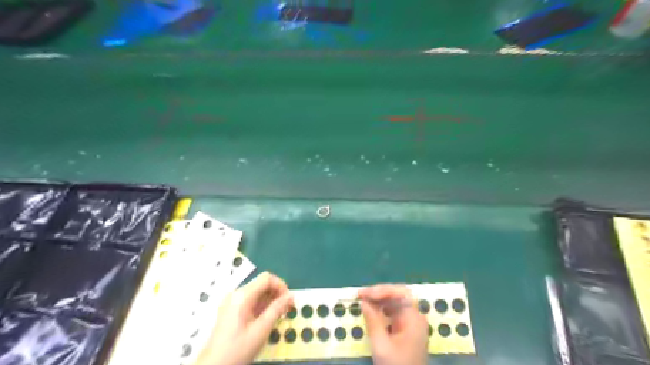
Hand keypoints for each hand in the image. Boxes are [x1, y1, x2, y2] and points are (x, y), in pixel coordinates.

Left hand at [195, 272, 291, 362]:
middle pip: (261, 284)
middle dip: (277, 294)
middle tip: (287, 309)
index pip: (266, 278)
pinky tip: (267, 320)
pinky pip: (250, 302)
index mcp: (242, 295)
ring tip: (279, 315)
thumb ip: (277, 309)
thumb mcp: (262, 329)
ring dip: (270, 301)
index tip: (289, 300)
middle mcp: (236, 294)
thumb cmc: (238, 348)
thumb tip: (290, 295)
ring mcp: (232, 302)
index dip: (281, 285)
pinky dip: (262, 307)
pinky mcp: (230, 311)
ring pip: (257, 293)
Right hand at [357, 286, 429, 364]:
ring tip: (363, 300)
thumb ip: (373, 321)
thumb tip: (364, 301)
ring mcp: (411, 322)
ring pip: (395, 302)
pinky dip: (382, 308)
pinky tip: (371, 309)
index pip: (400, 293)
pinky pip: (394, 311)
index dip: (382, 290)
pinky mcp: (406, 329)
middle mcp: (415, 316)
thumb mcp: (381, 345)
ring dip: (378, 299)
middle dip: (379, 293)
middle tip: (361, 295)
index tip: (365, 294)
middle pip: (398, 295)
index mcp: (414, 318)